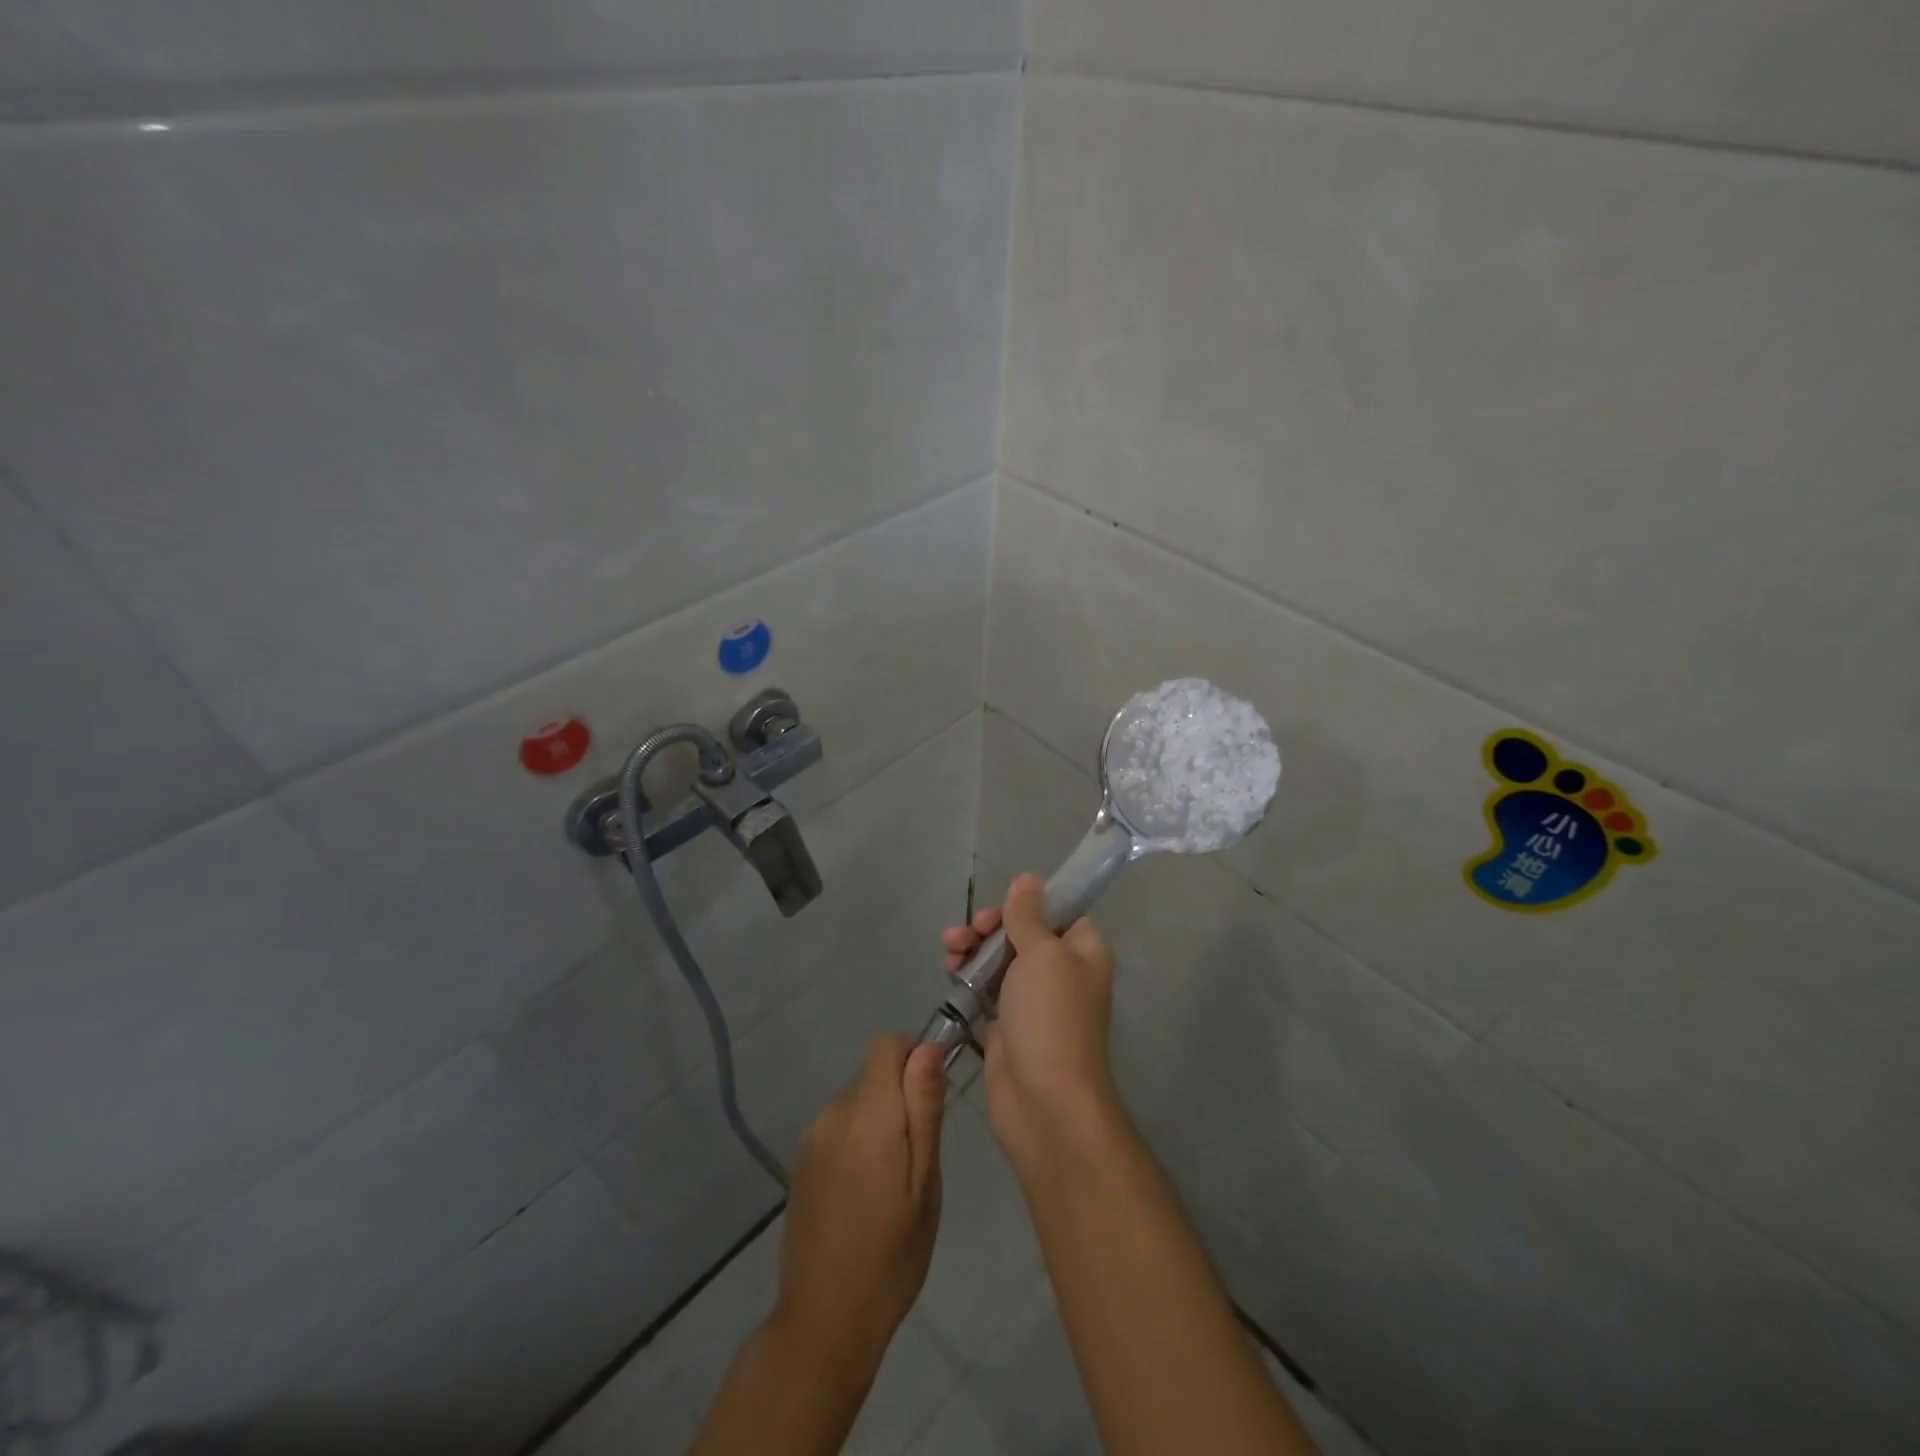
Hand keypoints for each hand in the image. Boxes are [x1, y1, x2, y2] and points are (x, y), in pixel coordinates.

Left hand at [771, 1035, 946, 1379]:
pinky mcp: (801, 1162)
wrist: (823, 1322)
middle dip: (901, 1098)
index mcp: (866, 1114)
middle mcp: (832, 1114)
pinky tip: (865, 1195)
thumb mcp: (924, 1184)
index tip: (931, 1099)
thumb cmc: (890, 1256)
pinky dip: (859, 1143)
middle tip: (919, 1159)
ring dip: (880, 1123)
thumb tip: (928, 1047)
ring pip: (858, 1102)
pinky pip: (840, 1128)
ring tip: (893, 1184)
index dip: (914, 1057)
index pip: (886, 1045)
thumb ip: (924, 1110)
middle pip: (874, 1074)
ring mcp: (812, 1138)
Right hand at [942, 874, 1117, 1171]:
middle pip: (1022, 934)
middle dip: (990, 928)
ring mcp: (1033, 1002)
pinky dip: (968, 978)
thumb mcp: (1042, 954)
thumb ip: (1029, 916)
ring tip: (950, 952)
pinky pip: (985, 990)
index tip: (1000, 909)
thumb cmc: (1051, 1017)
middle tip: (968, 933)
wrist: (1044, 1103)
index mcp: (1083, 952)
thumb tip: (1028, 879)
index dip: (1027, 906)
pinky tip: (950, 973)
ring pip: (999, 961)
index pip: (1058, 914)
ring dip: (973, 949)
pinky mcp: (1006, 1027)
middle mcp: (1062, 974)